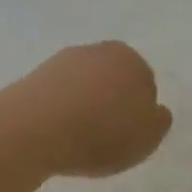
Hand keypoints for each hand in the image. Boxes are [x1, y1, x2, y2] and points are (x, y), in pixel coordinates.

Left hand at [8, 42, 172, 178]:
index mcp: (131, 59)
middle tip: (106, 137)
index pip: (145, 83)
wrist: (34, 129)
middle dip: (111, 103)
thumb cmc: (102, 132)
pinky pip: (57, 97)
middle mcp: (97, 51)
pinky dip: (59, 112)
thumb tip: (155, 110)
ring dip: (83, 107)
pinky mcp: (33, 77)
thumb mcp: (148, 137)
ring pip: (83, 87)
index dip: (140, 111)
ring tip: (78, 140)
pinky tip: (56, 134)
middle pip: (112, 80)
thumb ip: (159, 121)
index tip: (130, 134)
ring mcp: (62, 61)